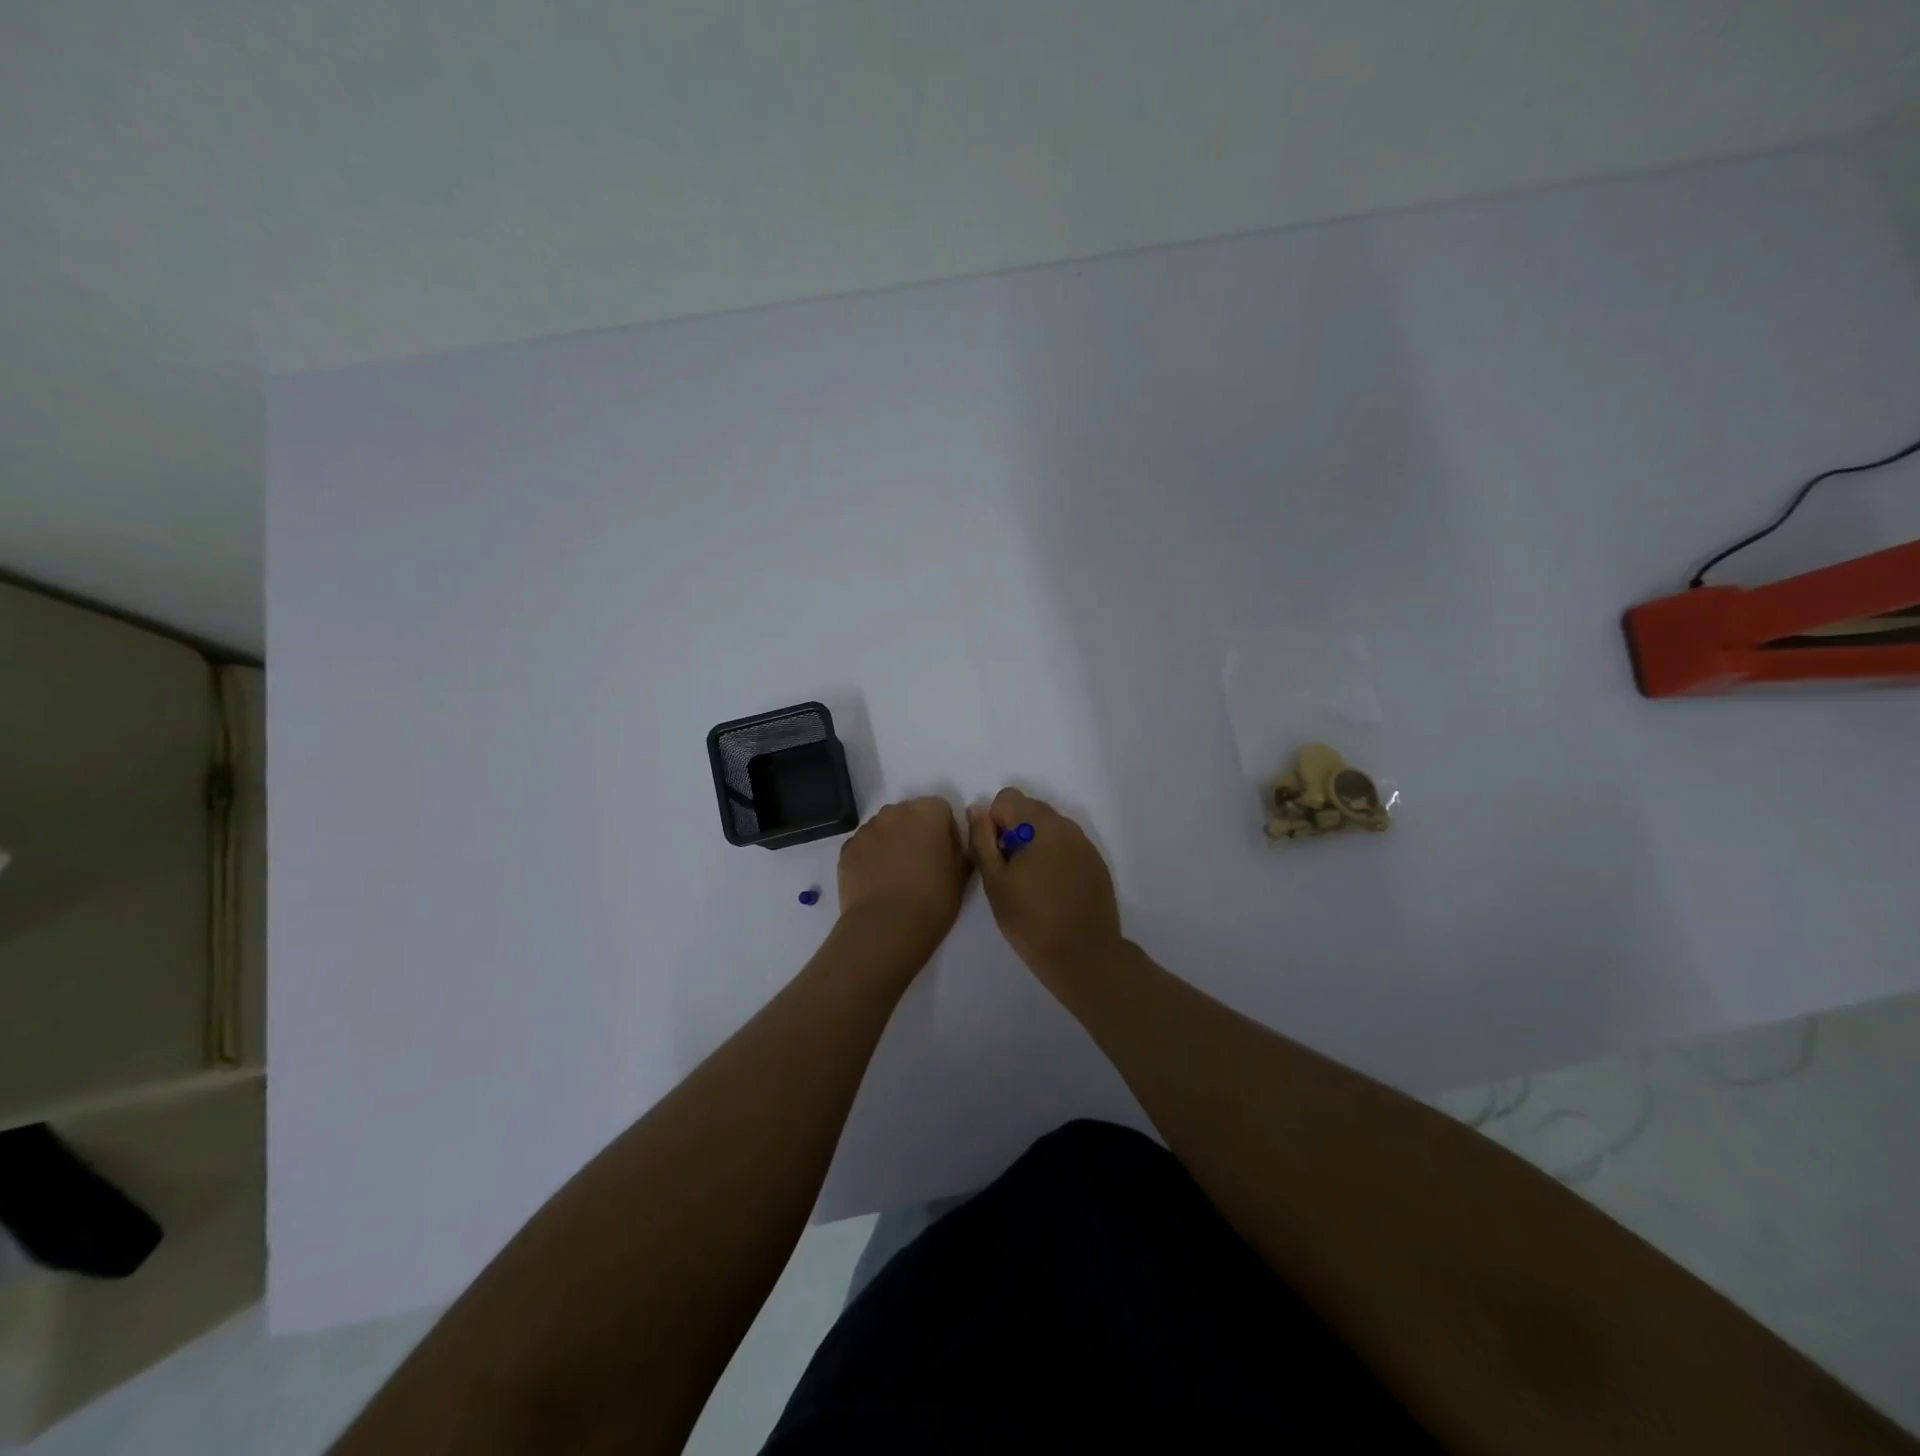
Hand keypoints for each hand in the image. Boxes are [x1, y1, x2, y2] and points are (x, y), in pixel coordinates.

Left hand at [836, 797, 972, 968]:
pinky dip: (871, 857)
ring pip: (884, 829)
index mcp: (928, 812)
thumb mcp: (961, 874)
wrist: (886, 927)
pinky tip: (877, 882)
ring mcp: (867, 829)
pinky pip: (864, 846)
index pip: (941, 810)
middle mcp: (895, 811)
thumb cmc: (933, 899)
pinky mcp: (847, 849)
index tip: (946, 855)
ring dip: (892, 843)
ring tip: (896, 876)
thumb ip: (961, 849)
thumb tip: (954, 843)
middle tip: (922, 864)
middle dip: (916, 832)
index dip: (946, 831)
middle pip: (909, 815)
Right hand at [969, 788, 1123, 986]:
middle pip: (1030, 808)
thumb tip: (977, 810)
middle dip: (1015, 831)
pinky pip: (1068, 846)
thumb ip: (982, 840)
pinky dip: (1055, 858)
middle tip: (1011, 872)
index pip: (1007, 797)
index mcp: (1039, 825)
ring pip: (1049, 827)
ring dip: (1035, 844)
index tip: (997, 856)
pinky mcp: (1096, 862)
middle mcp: (1066, 825)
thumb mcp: (995, 882)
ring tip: (1032, 883)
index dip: (994, 823)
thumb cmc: (1031, 920)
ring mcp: (1085, 844)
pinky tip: (1054, 891)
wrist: (1084, 955)